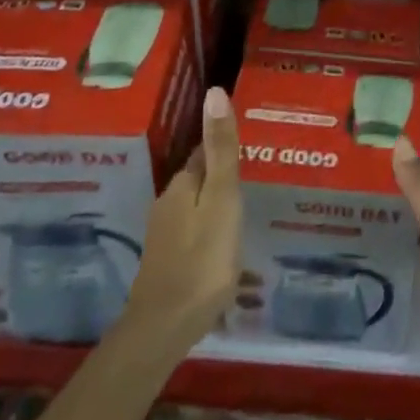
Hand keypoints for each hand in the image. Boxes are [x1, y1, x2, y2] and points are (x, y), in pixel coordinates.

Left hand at [120, 87, 241, 359]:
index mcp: (183, 184)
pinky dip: (210, 229)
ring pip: (196, 206)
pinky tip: (225, 244)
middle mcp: (168, 202)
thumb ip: (221, 149)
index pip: (205, 151)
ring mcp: (165, 234)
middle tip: (255, 176)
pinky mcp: (167, 261)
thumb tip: (214, 91)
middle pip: (199, 178)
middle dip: (222, 175)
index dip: (225, 144)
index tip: (251, 143)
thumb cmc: (202, 258)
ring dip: (216, 203)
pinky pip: (193, 231)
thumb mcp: (222, 199)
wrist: (164, 327)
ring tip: (246, 209)